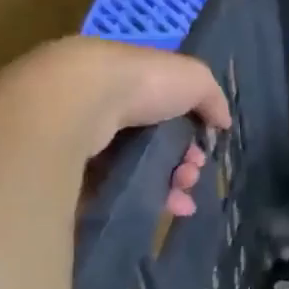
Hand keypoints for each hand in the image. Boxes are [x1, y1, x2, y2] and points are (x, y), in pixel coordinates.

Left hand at [14, 37, 232, 215]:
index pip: (167, 112)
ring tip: (180, 199)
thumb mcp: (193, 78)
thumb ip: (213, 99)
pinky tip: (162, 210)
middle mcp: (106, 109)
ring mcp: (83, 141)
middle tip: (190, 177)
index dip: (192, 134)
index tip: (204, 151)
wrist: (76, 101)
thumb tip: (223, 123)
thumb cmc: (140, 81)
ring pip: (135, 171)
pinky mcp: (66, 172)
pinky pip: (110, 191)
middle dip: (182, 165)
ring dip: (168, 187)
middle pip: (153, 145)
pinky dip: (140, 202)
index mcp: (132, 82)